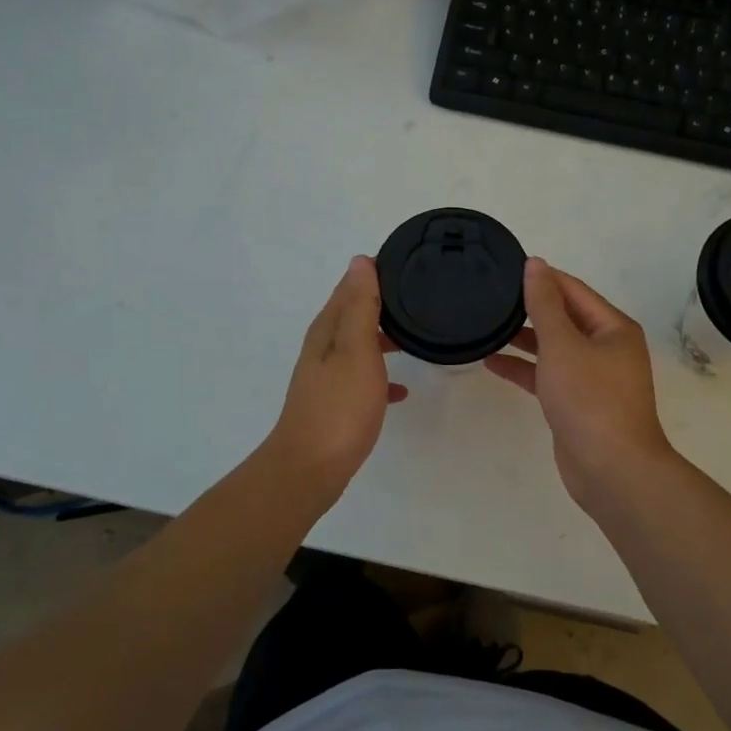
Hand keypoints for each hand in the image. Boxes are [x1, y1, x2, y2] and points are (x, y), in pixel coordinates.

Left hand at [263, 256, 406, 501]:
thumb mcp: (356, 351)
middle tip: (420, 296)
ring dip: (383, 336)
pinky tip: (402, 390)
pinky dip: (382, 376)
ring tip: (417, 334)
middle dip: (382, 303)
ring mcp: (328, 377)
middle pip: (354, 313)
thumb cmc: (339, 408)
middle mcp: (324, 348)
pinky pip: (363, 378)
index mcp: (328, 330)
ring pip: (360, 344)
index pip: (350, 286)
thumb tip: (360, 261)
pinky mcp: (336, 403)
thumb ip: (361, 307)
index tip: (408, 262)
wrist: (310, 469)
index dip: (375, 272)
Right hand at [485, 258, 677, 506]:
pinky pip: (548, 375)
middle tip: (491, 296)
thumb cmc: (590, 398)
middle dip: (531, 308)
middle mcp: (607, 348)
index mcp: (613, 328)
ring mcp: (593, 378)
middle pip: (565, 318)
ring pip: (554, 348)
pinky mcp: (578, 404)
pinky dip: (524, 368)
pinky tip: (492, 362)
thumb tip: (535, 264)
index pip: (573, 290)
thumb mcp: (562, 344)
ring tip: (487, 325)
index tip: (506, 269)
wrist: (611, 469)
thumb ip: (544, 304)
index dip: (543, 278)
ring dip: (524, 339)